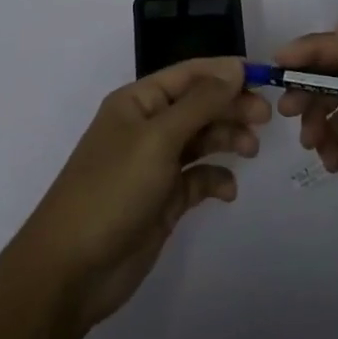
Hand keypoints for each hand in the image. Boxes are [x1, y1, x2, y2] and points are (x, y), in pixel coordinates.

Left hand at [15, 57, 270, 329]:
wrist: (72, 269)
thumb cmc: (113, 189)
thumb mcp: (158, 138)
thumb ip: (200, 103)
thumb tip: (235, 69)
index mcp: (138, 101)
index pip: (189, 74)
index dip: (225, 72)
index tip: (264, 76)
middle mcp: (147, 127)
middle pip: (199, 105)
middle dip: (231, 106)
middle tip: (266, 118)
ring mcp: (155, 165)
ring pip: (201, 140)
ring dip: (227, 139)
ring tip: (252, 150)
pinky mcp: (163, 201)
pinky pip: (198, 179)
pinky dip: (216, 179)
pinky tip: (228, 190)